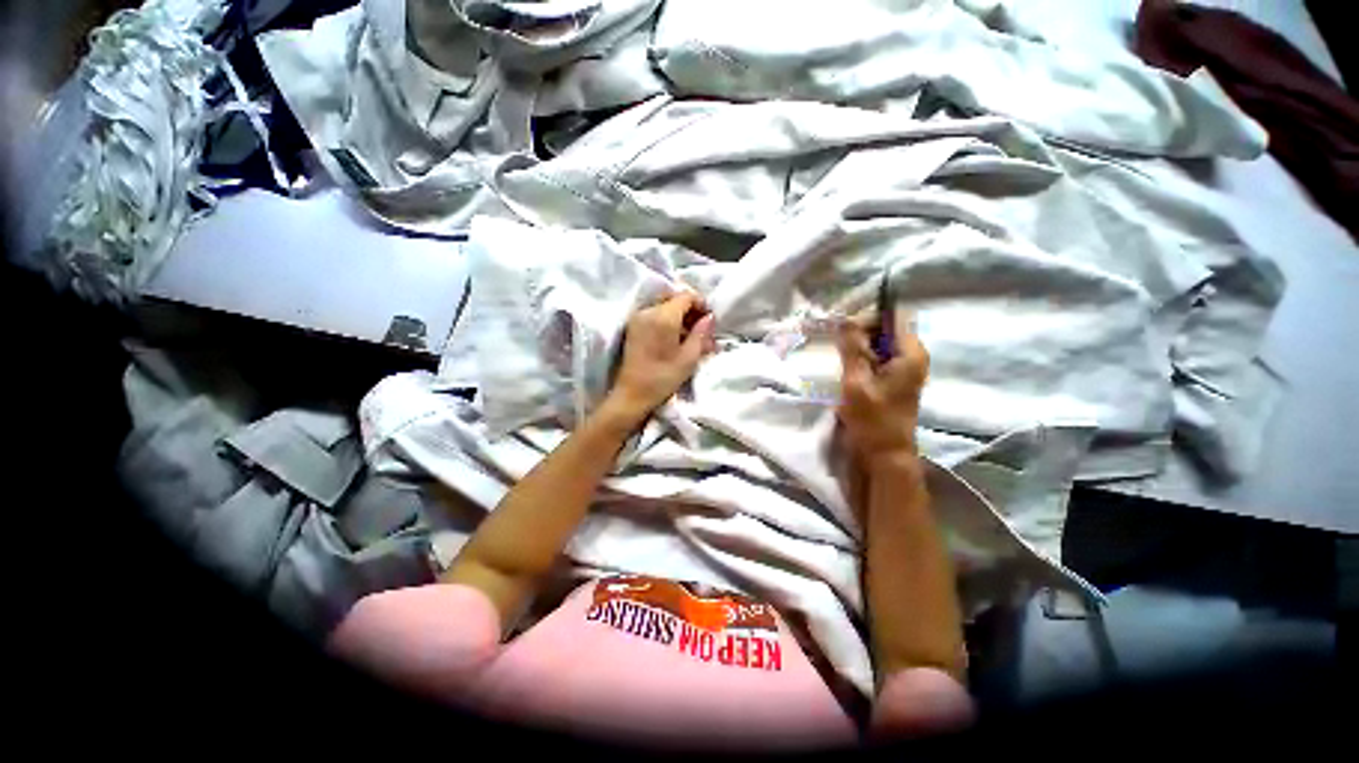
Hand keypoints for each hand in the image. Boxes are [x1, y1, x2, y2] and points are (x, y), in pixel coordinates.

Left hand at [606, 291, 716, 422]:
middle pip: (673, 298)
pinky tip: (675, 337)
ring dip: (679, 315)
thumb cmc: (663, 378)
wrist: (632, 394)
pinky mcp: (633, 327)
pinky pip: (654, 314)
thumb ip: (701, 333)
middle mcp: (648, 311)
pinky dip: (667, 320)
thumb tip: (709, 318)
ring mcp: (638, 318)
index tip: (709, 320)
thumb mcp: (689, 358)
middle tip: (701, 327)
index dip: (701, 304)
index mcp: (663, 317)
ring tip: (690, 335)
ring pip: (664, 305)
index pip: (686, 295)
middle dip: (690, 309)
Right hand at [836, 312, 928, 467]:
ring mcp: (906, 367)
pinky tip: (850, 369)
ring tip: (842, 358)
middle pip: (887, 327)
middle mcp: (913, 355)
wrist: (885, 453)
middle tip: (839, 346)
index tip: (843, 330)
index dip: (866, 317)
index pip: (892, 316)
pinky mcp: (897, 378)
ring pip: (881, 342)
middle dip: (861, 331)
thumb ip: (852, 348)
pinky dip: (864, 357)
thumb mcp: (856, 381)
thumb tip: (844, 318)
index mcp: (910, 353)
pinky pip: (880, 356)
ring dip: (860, 346)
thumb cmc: (872, 419)